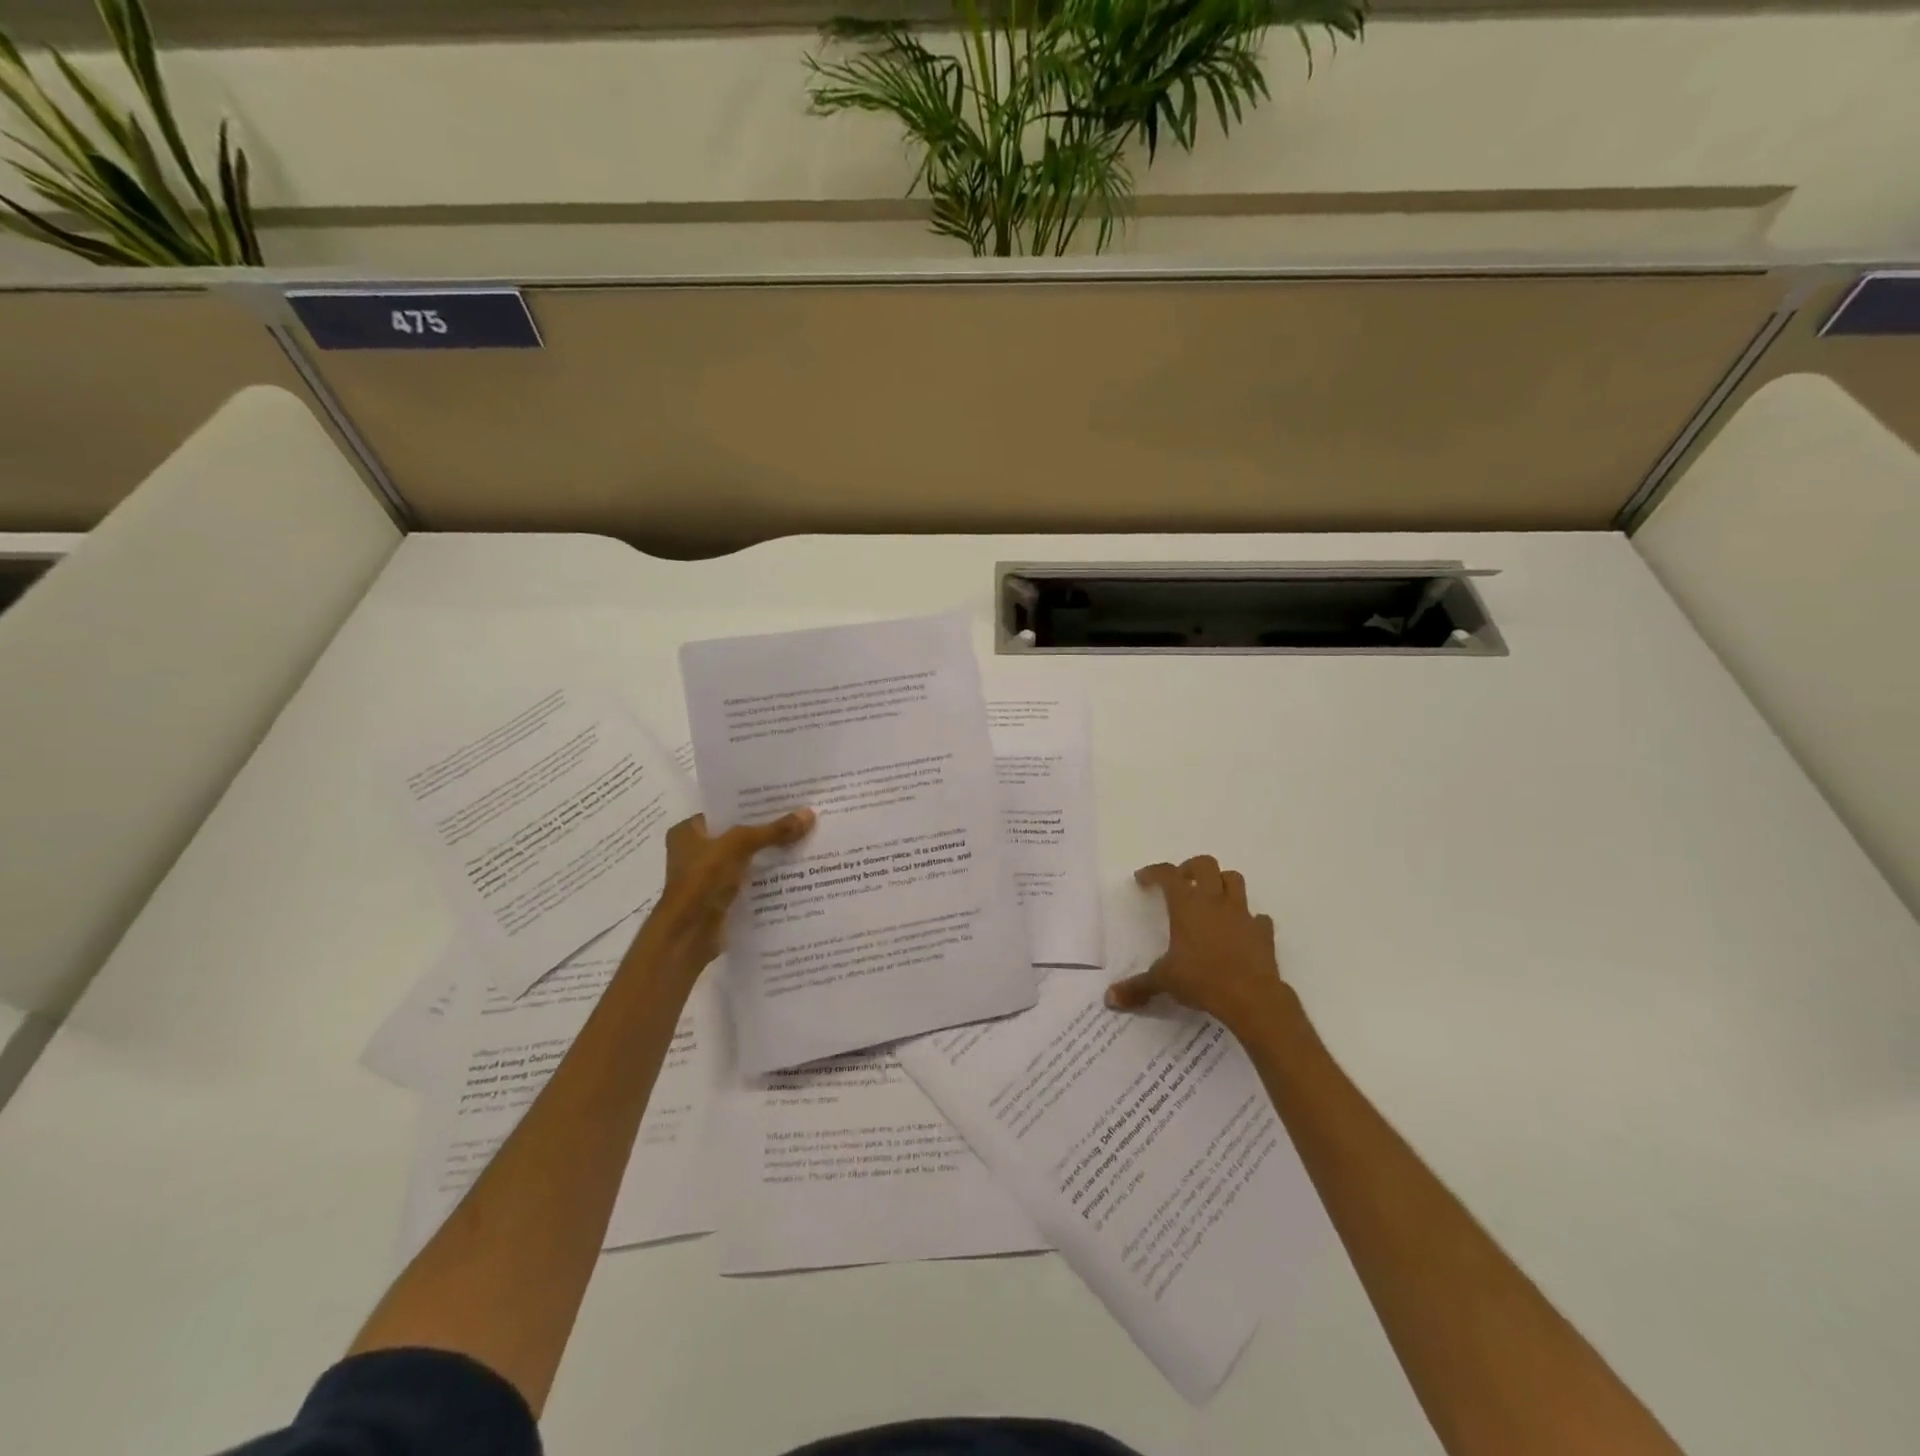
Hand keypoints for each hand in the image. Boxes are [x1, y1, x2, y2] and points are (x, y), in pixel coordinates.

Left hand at [643, 809, 814, 974]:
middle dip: (766, 829)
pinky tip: (793, 871)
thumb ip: (773, 831)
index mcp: (688, 831)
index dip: (752, 805)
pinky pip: (748, 881)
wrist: (688, 935)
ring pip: (745, 858)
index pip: (725, 810)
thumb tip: (809, 814)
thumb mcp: (740, 845)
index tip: (784, 799)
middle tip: (800, 817)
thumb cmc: (703, 879)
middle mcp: (694, 851)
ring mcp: (707, 877)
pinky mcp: (720, 898)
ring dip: (768, 854)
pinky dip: (766, 878)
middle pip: (737, 834)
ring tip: (803, 841)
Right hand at [1105, 855, 1291, 1034]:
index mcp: (1187, 905)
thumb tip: (1110, 998)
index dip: (1154, 872)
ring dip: (1221, 883)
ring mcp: (1242, 915)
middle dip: (1190, 868)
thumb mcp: (1163, 981)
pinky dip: (1248, 919)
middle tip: (1180, 883)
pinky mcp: (1263, 933)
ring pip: (1234, 880)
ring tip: (1211, 898)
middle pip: (1205, 865)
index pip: (1168, 874)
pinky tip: (1239, 931)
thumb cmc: (1201, 980)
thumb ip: (1137, 987)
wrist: (1252, 998)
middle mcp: (1215, 902)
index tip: (1142, 879)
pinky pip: (1257, 917)